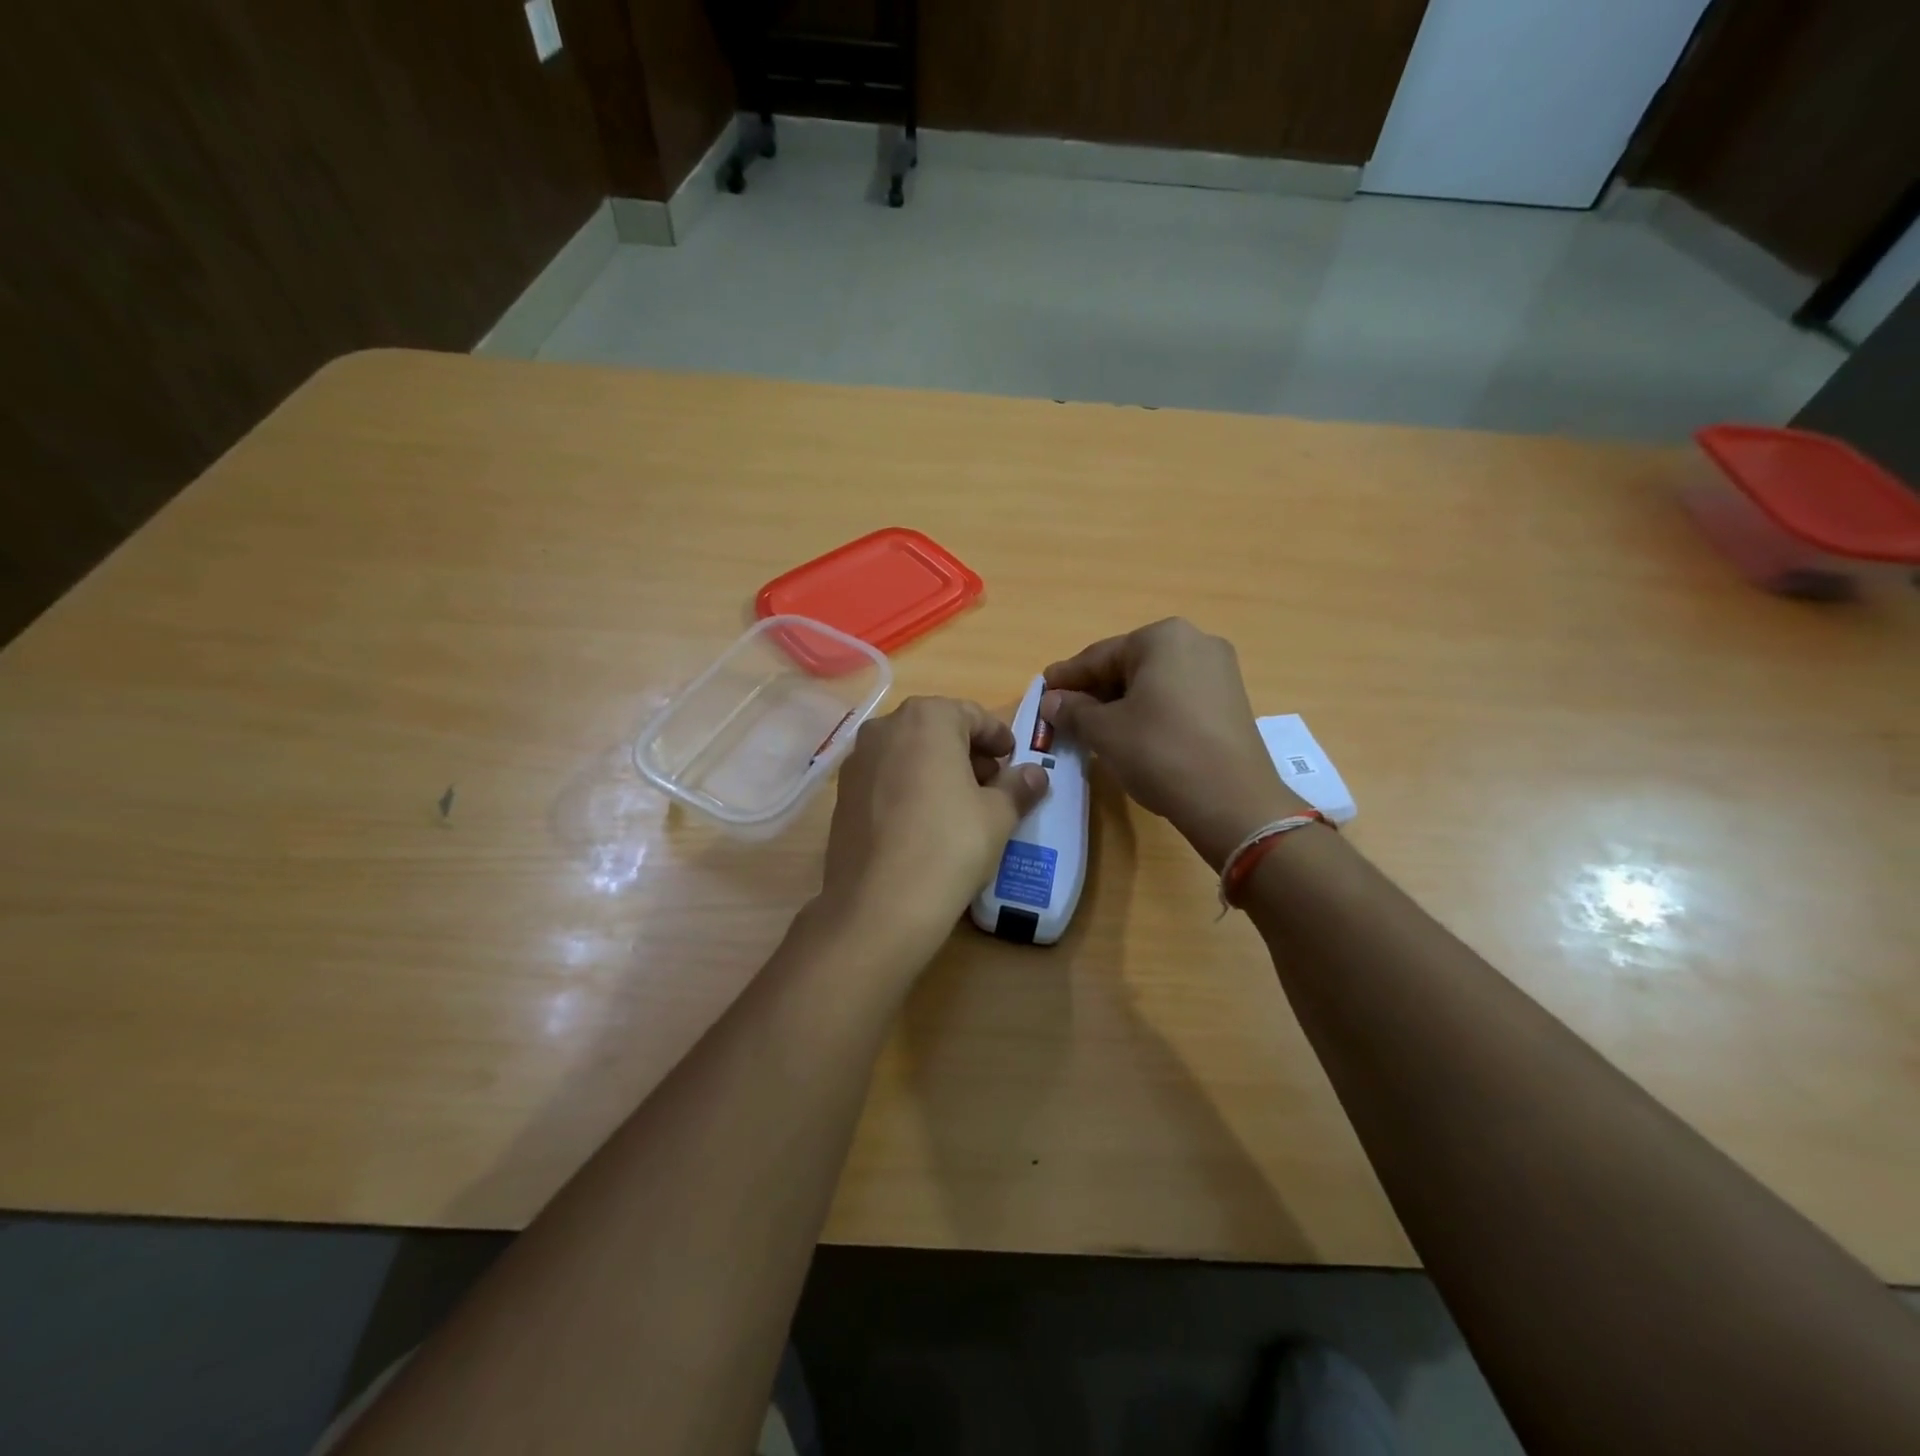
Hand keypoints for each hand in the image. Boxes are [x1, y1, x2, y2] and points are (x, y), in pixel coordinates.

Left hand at [816, 696, 1048, 963]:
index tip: (1013, 759)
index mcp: (927, 718)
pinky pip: (886, 777)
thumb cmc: (950, 844)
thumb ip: (1019, 786)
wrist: (880, 904)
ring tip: (961, 804)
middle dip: (967, 751)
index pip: (972, 714)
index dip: (998, 737)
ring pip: (908, 752)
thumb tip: (1036, 774)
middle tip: (991, 782)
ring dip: (937, 768)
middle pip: (936, 729)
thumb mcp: (998, 815)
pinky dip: (909, 786)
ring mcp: (857, 761)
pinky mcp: (842, 795)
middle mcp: (885, 728)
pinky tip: (925, 821)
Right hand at [1042, 619, 1303, 868]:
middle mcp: (1195, 642)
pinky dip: (1149, 711)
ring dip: (1121, 702)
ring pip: (1153, 682)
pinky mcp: (1230, 701)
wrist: (1232, 800)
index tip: (1043, 689)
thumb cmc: (1159, 751)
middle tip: (1064, 712)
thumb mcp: (1105, 731)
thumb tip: (1052, 701)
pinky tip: (1131, 734)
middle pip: (1129, 665)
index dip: (1067, 677)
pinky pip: (1176, 698)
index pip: (1099, 655)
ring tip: (1092, 727)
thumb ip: (1073, 710)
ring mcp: (1219, 671)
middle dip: (1095, 690)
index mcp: (1162, 637)